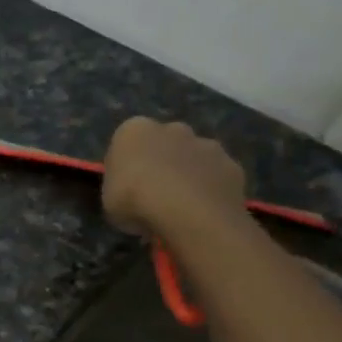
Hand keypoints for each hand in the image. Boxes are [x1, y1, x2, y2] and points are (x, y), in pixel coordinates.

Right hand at [101, 117, 249, 243]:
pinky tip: (204, 212)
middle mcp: (173, 128)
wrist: (186, 211)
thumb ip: (120, 188)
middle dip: (162, 162)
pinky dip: (211, 190)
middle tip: (156, 194)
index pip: (126, 142)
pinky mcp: (232, 165)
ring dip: (189, 174)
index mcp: (134, 130)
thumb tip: (132, 193)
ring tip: (183, 207)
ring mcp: (207, 144)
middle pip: (165, 143)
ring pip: (195, 157)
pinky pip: (217, 177)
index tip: (125, 188)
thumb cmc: (134, 199)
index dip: (126, 166)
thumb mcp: (108, 199)